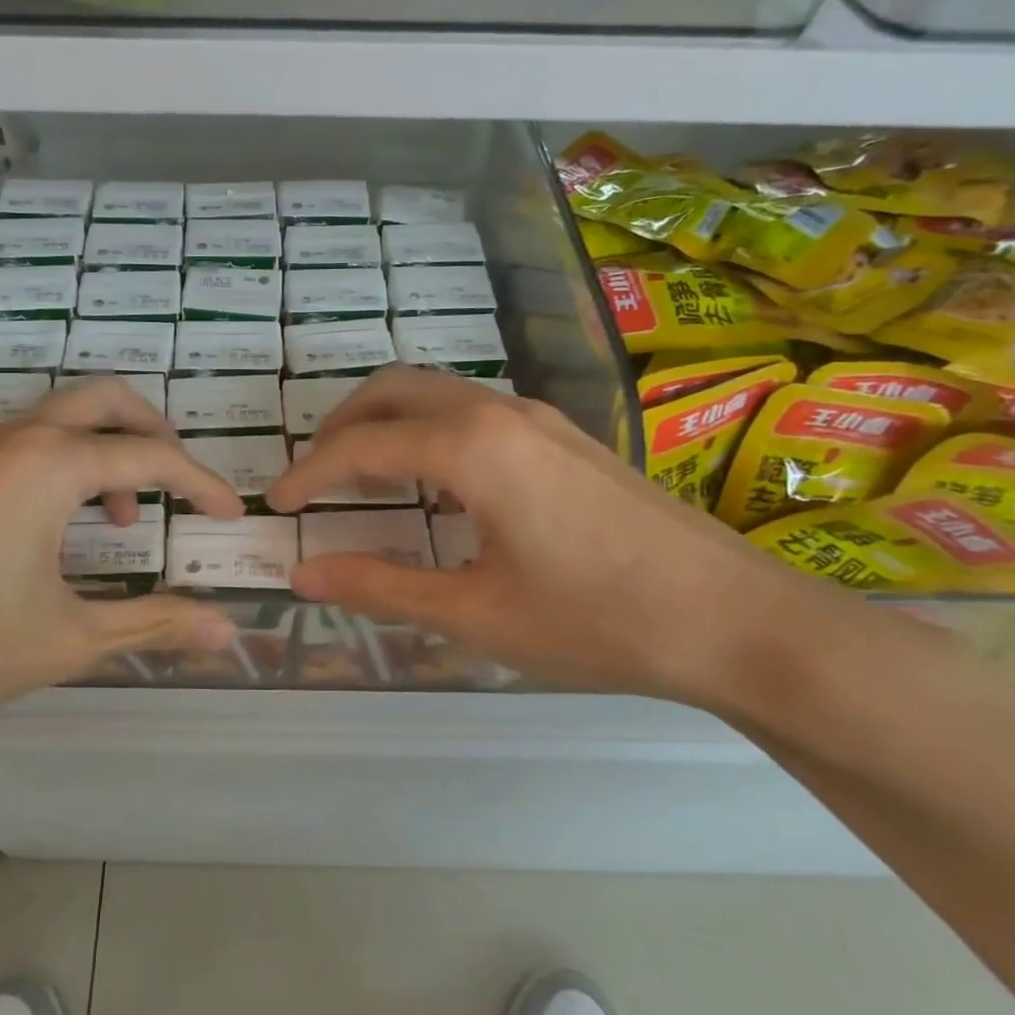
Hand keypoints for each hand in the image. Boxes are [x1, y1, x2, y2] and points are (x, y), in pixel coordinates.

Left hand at [0, 378, 244, 766]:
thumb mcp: (70, 637)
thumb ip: (154, 624)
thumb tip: (228, 633)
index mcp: (52, 465)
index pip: (152, 458)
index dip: (202, 485)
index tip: (230, 515)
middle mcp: (14, 440)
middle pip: (105, 401)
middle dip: (154, 433)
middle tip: (178, 484)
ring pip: (59, 417)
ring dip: (105, 447)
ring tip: (121, 515)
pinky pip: (22, 443)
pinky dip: (63, 462)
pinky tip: (58, 525)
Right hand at [266, 367, 913, 717]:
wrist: (738, 622)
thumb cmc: (598, 621)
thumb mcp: (474, 613)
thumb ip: (381, 587)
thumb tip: (303, 574)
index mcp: (471, 447)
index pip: (362, 445)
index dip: (309, 474)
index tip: (276, 506)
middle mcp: (500, 412)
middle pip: (395, 391)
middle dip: (341, 427)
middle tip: (313, 478)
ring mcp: (540, 418)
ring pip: (437, 395)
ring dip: (387, 425)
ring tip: (362, 480)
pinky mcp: (566, 438)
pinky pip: (473, 413)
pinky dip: (428, 433)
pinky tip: (435, 485)